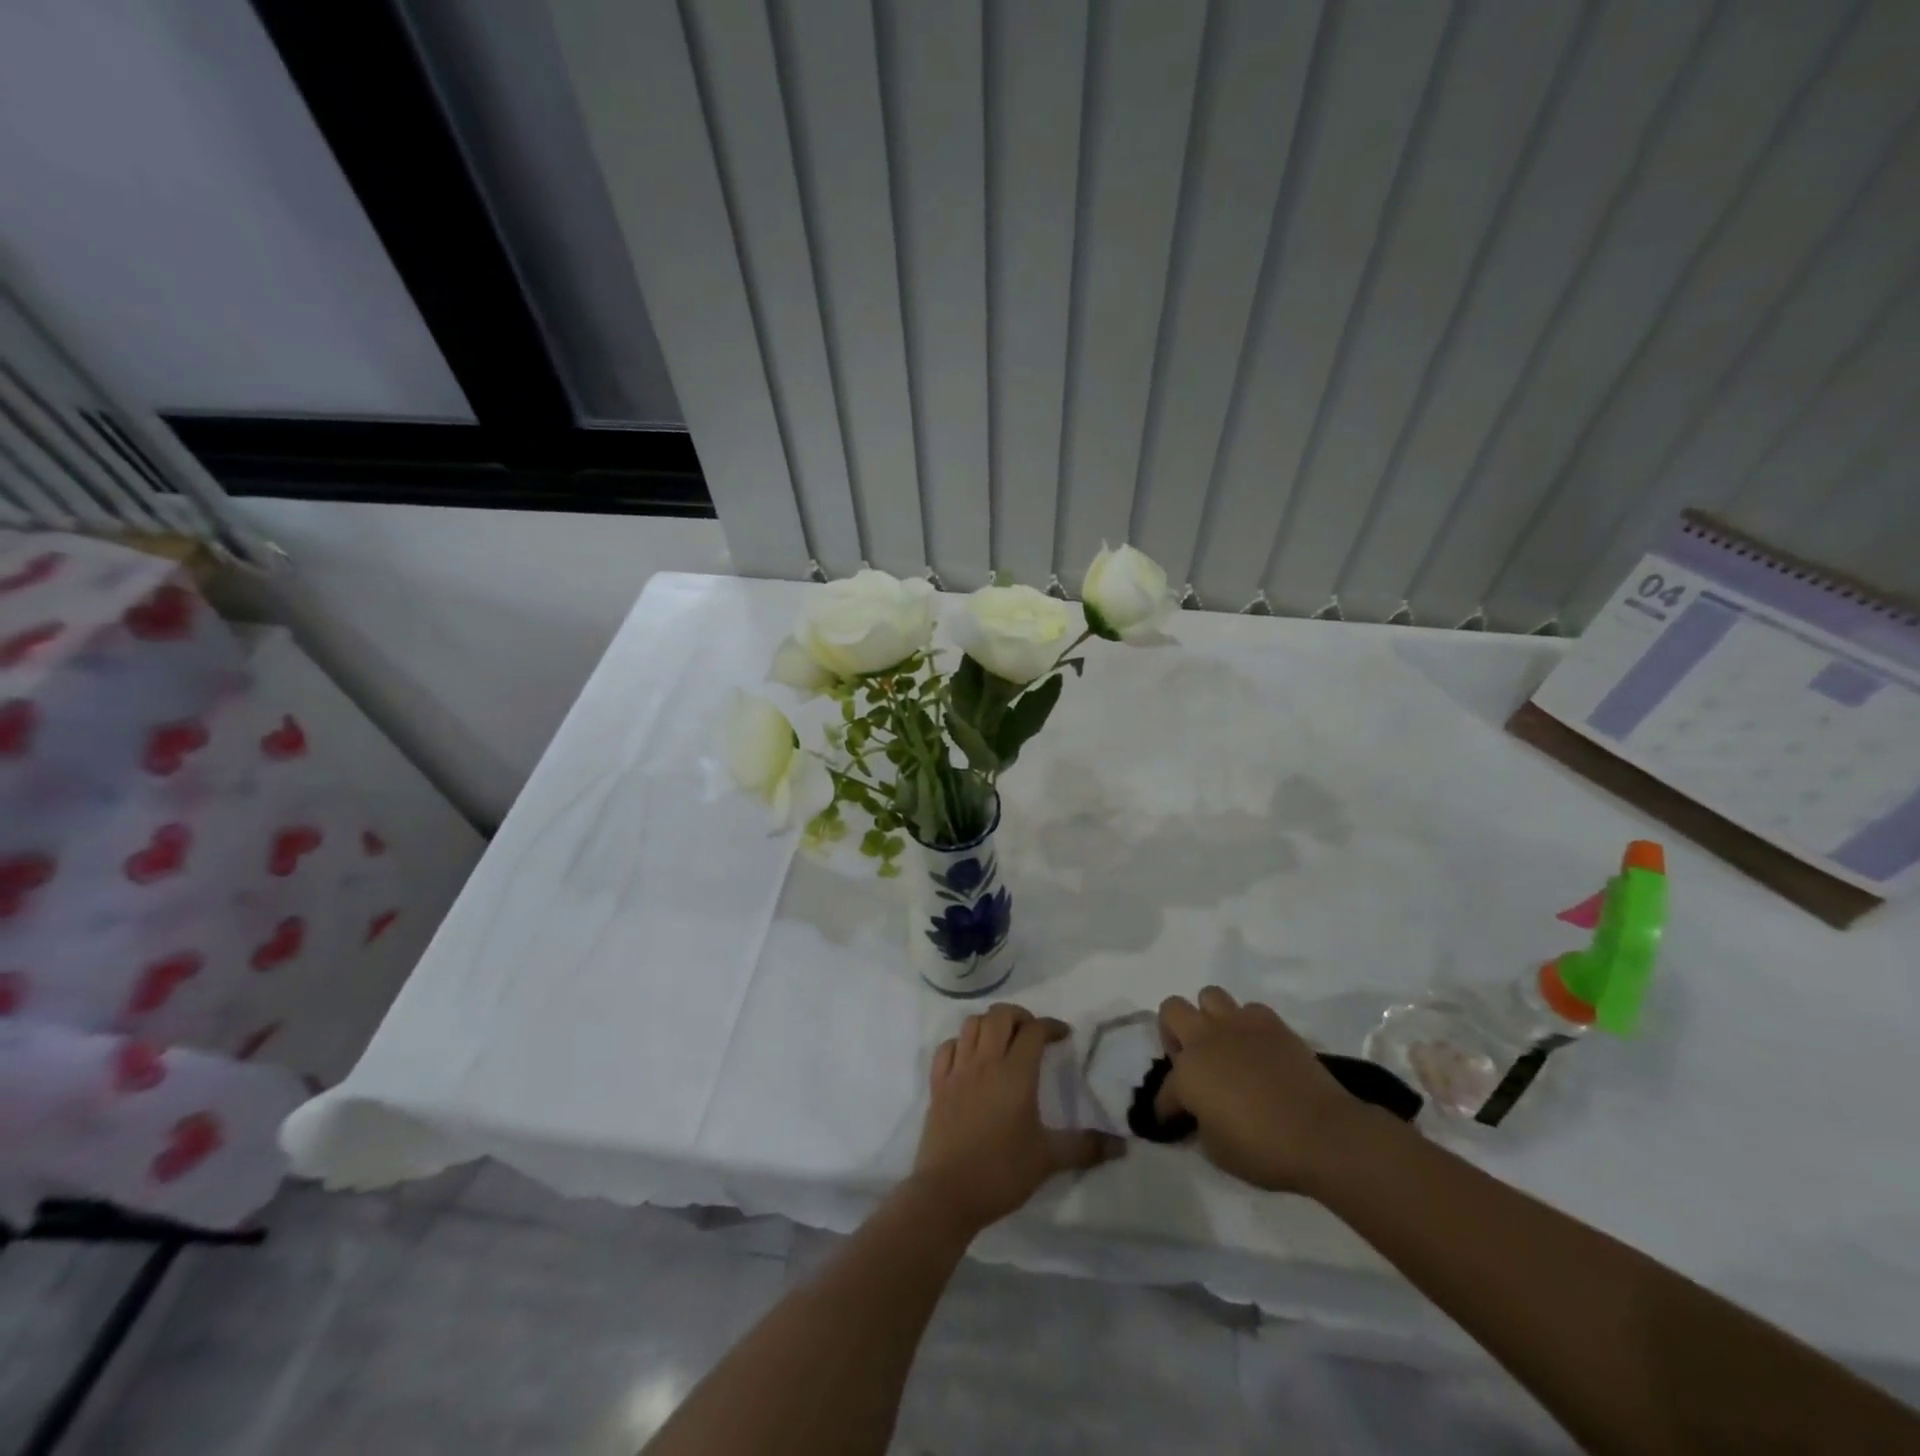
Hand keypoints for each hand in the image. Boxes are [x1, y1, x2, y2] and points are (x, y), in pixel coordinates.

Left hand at [913, 1003, 1125, 1235]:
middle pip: (1000, 1016)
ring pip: (971, 1024)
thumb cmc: (1002, 1172)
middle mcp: (985, 1062)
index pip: (1034, 1030)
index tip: (1064, 1036)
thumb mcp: (1048, 1159)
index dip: (1051, 1026)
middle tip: (1033, 1034)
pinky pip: (947, 1047)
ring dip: (989, 1024)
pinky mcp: (938, 1084)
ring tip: (1003, 1041)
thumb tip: (1122, 1146)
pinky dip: (961, 1043)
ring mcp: (958, 1070)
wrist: (948, 1193)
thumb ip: (1085, 1147)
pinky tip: (970, 1058)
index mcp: (1015, 1073)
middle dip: (1020, 1016)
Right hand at [1156, 987, 1373, 1192]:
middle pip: (1172, 1009)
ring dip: (1209, 1018)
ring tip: (1222, 1044)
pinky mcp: (1272, 1023)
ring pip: (1209, 996)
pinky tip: (1257, 1048)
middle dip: (1173, 1032)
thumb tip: (1202, 1113)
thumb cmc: (1264, 1150)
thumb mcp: (1216, 1150)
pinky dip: (1248, 1025)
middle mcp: (1205, 1039)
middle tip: (1188, 1060)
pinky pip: (1249, 1009)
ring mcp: (1239, 1025)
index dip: (1166, 1108)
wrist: (1322, 1134)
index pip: (1165, 1089)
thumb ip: (1200, 1123)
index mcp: (1187, 1073)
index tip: (1172, 1120)